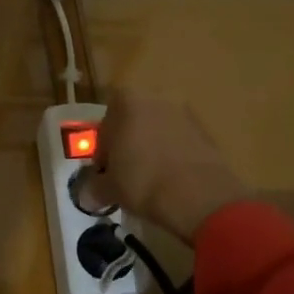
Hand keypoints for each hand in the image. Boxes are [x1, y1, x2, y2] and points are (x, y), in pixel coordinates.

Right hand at [75, 89, 248, 242]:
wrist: (198, 195)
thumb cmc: (142, 182)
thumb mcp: (109, 188)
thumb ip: (94, 187)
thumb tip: (86, 196)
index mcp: (128, 101)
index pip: (106, 123)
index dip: (103, 151)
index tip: (105, 173)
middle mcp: (157, 98)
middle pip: (134, 122)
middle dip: (128, 146)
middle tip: (125, 176)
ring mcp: (186, 113)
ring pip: (158, 131)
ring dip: (151, 150)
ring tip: (149, 181)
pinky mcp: (206, 132)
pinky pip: (180, 142)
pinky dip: (173, 156)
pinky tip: (170, 181)